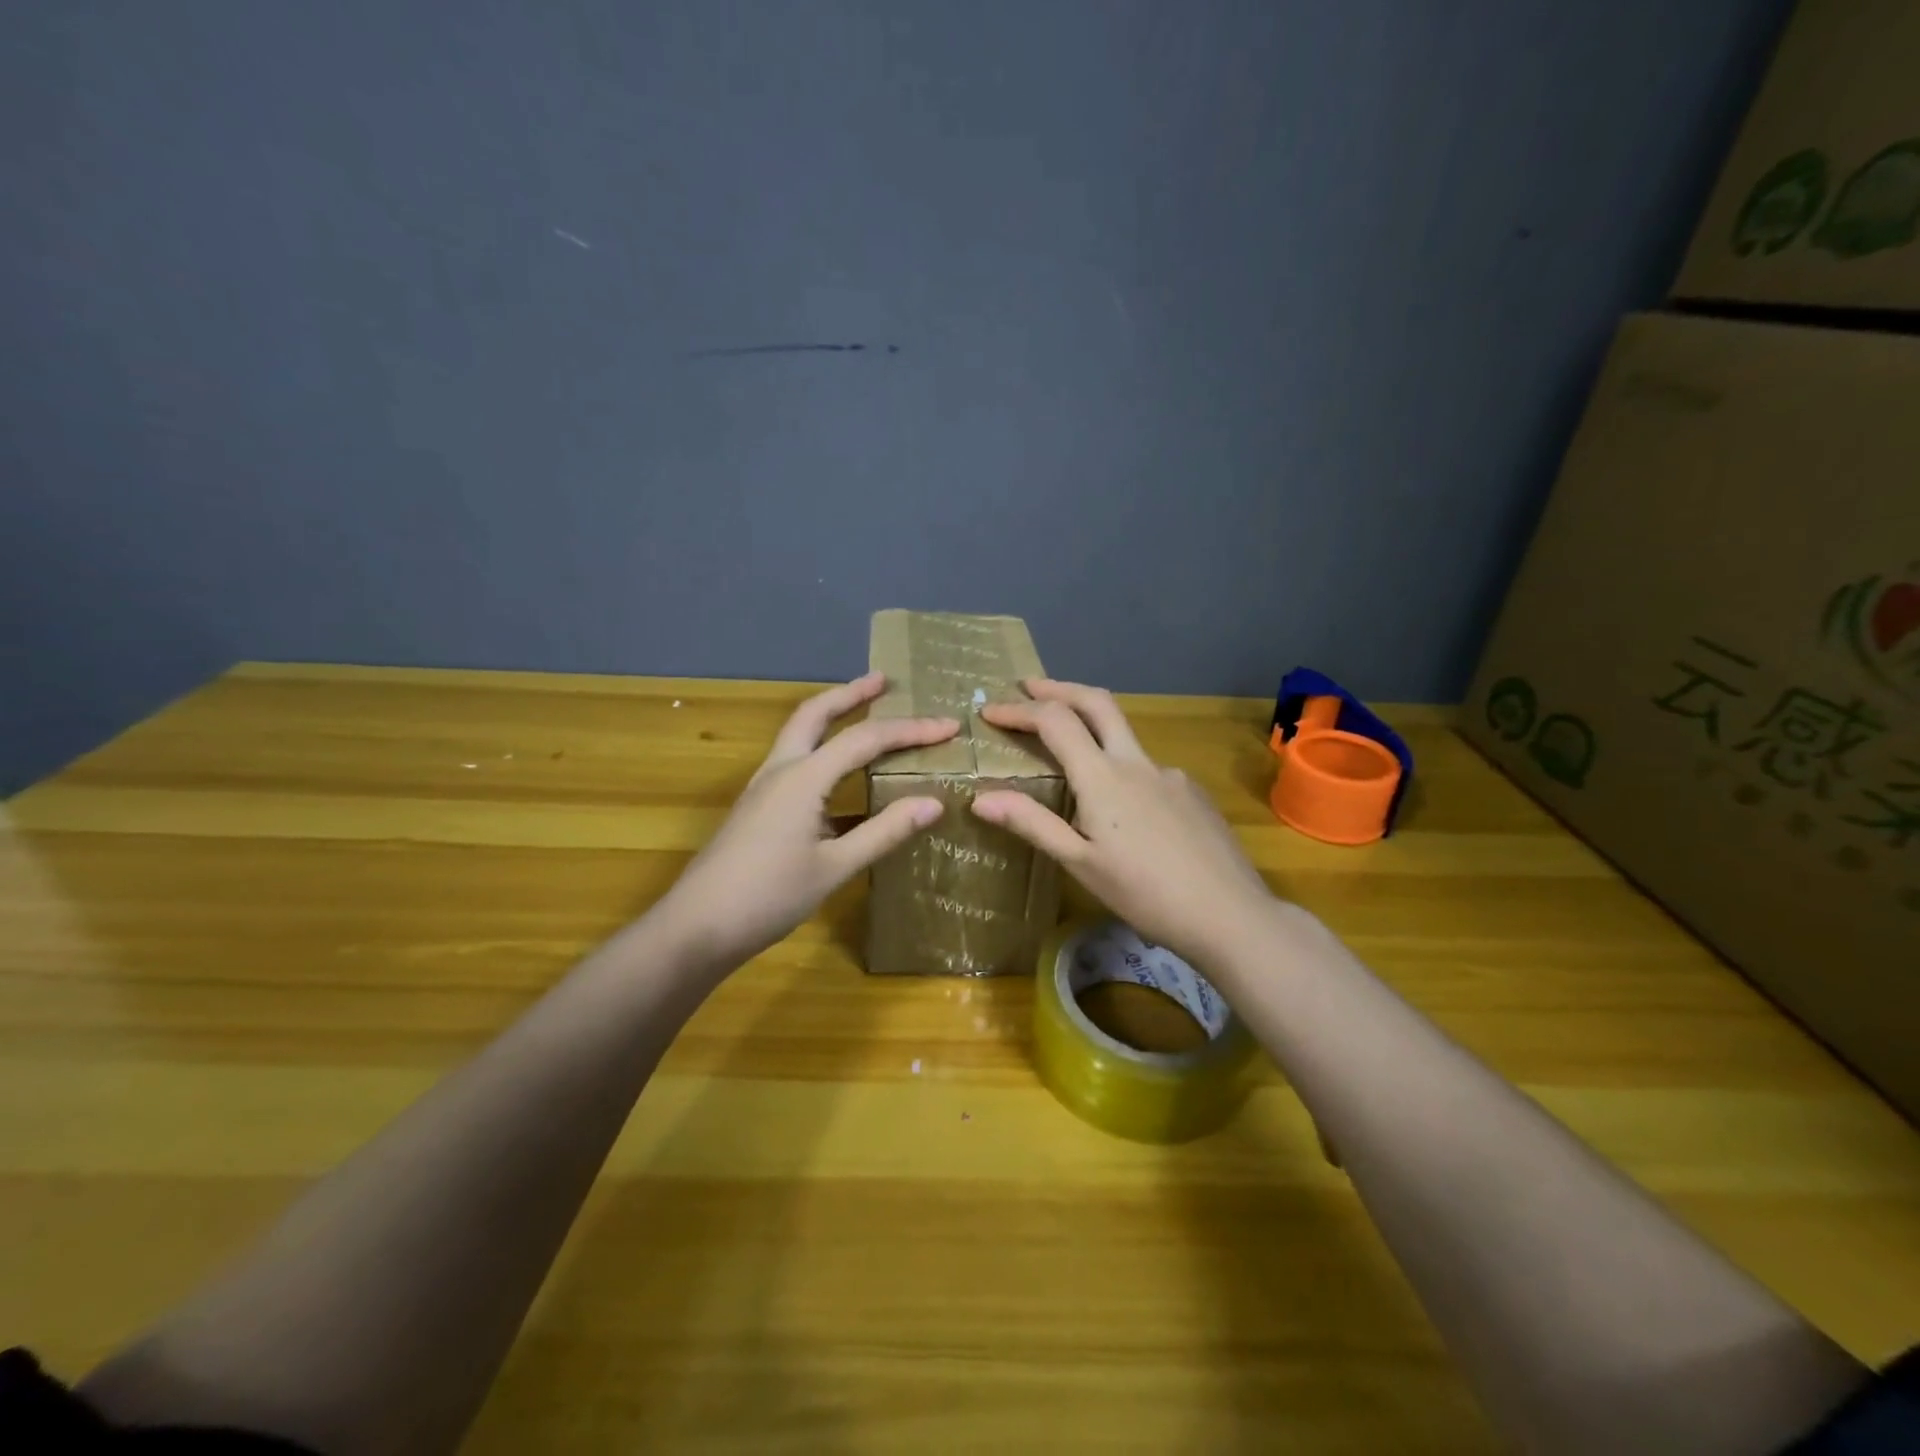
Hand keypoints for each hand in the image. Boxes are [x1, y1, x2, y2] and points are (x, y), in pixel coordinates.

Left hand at [654, 673, 958, 968]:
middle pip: (815, 714)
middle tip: (883, 680)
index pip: (864, 739)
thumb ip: (884, 832)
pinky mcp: (757, 807)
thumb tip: (934, 803)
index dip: (910, 730)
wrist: (696, 927)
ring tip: (864, 711)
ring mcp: (763, 787)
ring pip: (799, 734)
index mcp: (803, 778)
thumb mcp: (835, 867)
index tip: (949, 726)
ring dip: (832, 715)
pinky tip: (839, 774)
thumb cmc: (768, 897)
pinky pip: (795, 761)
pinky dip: (821, 748)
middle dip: (851, 693)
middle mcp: (781, 770)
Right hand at [972, 679, 1275, 967]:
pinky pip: (1147, 769)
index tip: (990, 711)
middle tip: (1029, 686)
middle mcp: (1137, 762)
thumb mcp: (1080, 863)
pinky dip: (1122, 770)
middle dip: (1059, 688)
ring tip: (1070, 756)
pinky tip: (1124, 810)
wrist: (1229, 914)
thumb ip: (1032, 823)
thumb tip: (980, 797)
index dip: (1019, 710)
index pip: (1055, 721)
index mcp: (1103, 777)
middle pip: (1096, 702)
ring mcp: (1170, 774)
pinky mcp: (1192, 792)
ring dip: (1091, 727)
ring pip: (1124, 736)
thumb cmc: (1145, 894)